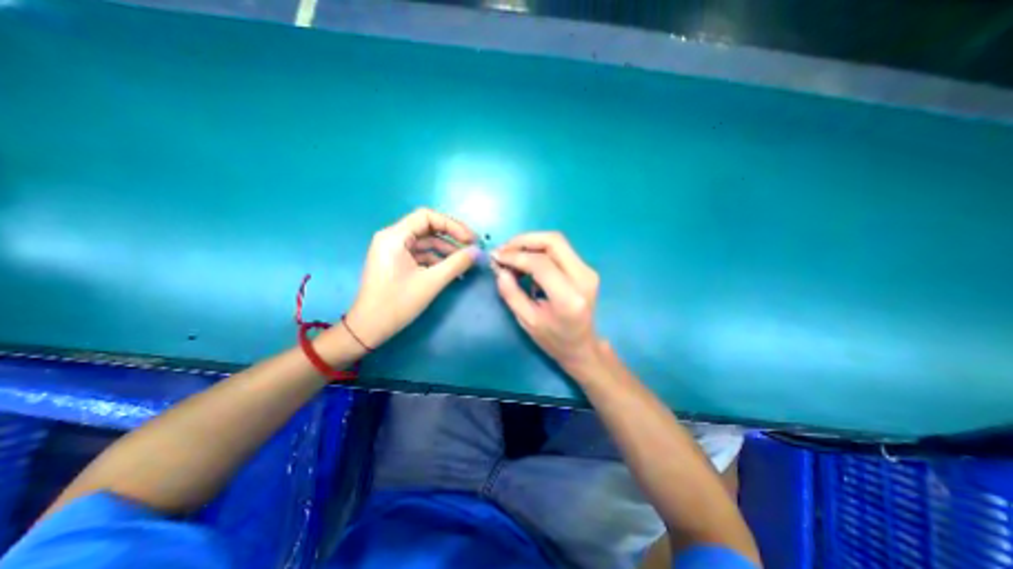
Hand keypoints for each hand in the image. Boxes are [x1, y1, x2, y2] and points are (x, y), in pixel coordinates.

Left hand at [345, 208, 478, 347]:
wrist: (369, 329)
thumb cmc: (397, 303)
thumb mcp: (431, 282)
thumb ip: (457, 264)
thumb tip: (478, 251)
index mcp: (394, 236)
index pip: (427, 216)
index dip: (452, 225)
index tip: (471, 239)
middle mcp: (392, 238)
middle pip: (427, 228)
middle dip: (452, 238)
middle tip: (472, 249)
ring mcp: (394, 251)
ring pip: (426, 243)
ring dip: (447, 250)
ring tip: (465, 262)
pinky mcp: (397, 263)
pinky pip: (421, 255)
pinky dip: (437, 260)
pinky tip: (452, 270)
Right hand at [490, 231, 598, 372]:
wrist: (582, 346)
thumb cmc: (554, 340)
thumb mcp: (527, 321)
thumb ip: (511, 294)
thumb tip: (500, 269)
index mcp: (569, 298)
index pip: (541, 264)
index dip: (516, 256)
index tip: (496, 257)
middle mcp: (583, 278)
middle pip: (553, 242)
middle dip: (524, 240)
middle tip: (504, 249)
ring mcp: (588, 271)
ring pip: (557, 242)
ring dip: (531, 243)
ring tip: (511, 255)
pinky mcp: (586, 268)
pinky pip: (560, 250)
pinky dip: (539, 250)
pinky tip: (526, 261)